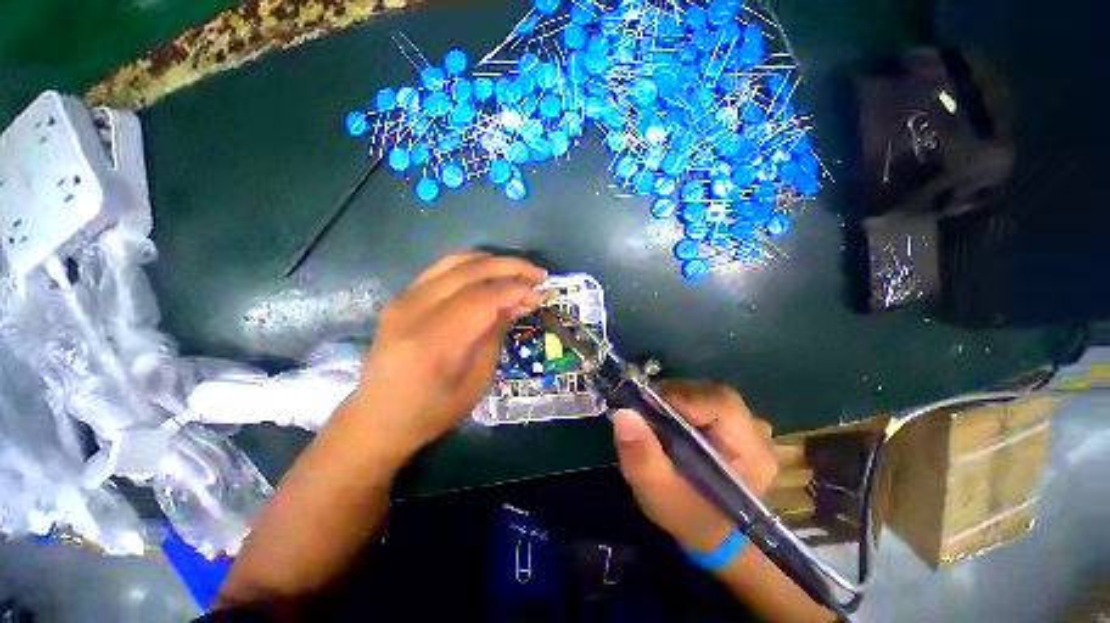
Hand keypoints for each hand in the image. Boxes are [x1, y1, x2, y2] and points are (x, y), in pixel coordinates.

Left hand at [347, 253, 546, 455]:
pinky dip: (471, 264)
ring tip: (518, 270)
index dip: (517, 289)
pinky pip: (441, 269)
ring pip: (456, 262)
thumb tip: (519, 301)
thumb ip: (495, 333)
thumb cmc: (432, 410)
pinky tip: (489, 272)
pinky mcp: (402, 297)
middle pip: (470, 272)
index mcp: (434, 341)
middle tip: (537, 274)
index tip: (541, 290)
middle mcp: (415, 310)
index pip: (484, 298)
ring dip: (492, 261)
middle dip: (510, 268)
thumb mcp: (476, 380)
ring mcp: (404, 299)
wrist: (378, 418)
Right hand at [614, 380, 777, 552]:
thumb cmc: (690, 518)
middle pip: (711, 394)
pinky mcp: (737, 425)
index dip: (678, 397)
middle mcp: (756, 431)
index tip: (645, 407)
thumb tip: (623, 413)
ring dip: (677, 402)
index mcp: (750, 450)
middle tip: (645, 413)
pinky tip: (672, 425)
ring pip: (706, 394)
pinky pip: (706, 402)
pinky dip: (684, 406)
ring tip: (657, 422)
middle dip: (673, 398)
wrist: (715, 536)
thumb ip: (642, 457)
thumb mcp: (659, 494)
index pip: (718, 402)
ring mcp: (749, 427)